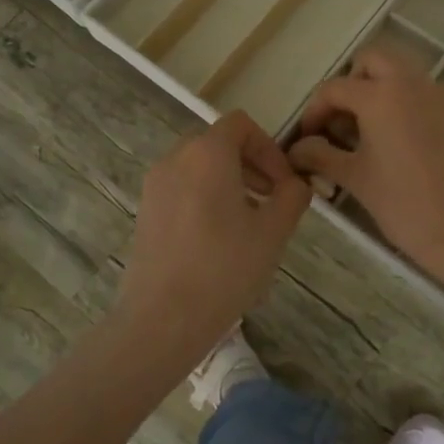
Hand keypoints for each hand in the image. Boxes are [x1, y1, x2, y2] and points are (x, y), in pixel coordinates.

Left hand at [115, 110, 310, 348]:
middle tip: (272, 199)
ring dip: (230, 181)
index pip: (241, 125)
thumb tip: (297, 184)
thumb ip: (293, 196)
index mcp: (207, 154)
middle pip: (219, 143)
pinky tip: (220, 238)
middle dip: (251, 164)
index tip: (284, 183)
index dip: (269, 147)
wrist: (162, 319)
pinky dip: (205, 196)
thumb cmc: (225, 268)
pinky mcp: (145, 212)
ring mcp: (155, 186)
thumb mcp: (273, 231)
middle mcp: (175, 159)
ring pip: (199, 166)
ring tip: (250, 221)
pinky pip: (182, 188)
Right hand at [288, 45, 443, 289]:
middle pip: (375, 60)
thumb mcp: (355, 179)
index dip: (315, 110)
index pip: (335, 88)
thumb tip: (297, 149)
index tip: (310, 137)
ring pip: (406, 75)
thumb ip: (321, 155)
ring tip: (375, 133)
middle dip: (354, 83)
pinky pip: (432, 97)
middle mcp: (414, 83)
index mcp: (381, 96)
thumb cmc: (403, 205)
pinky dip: (413, 108)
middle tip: (345, 120)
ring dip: (384, 92)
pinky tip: (410, 146)